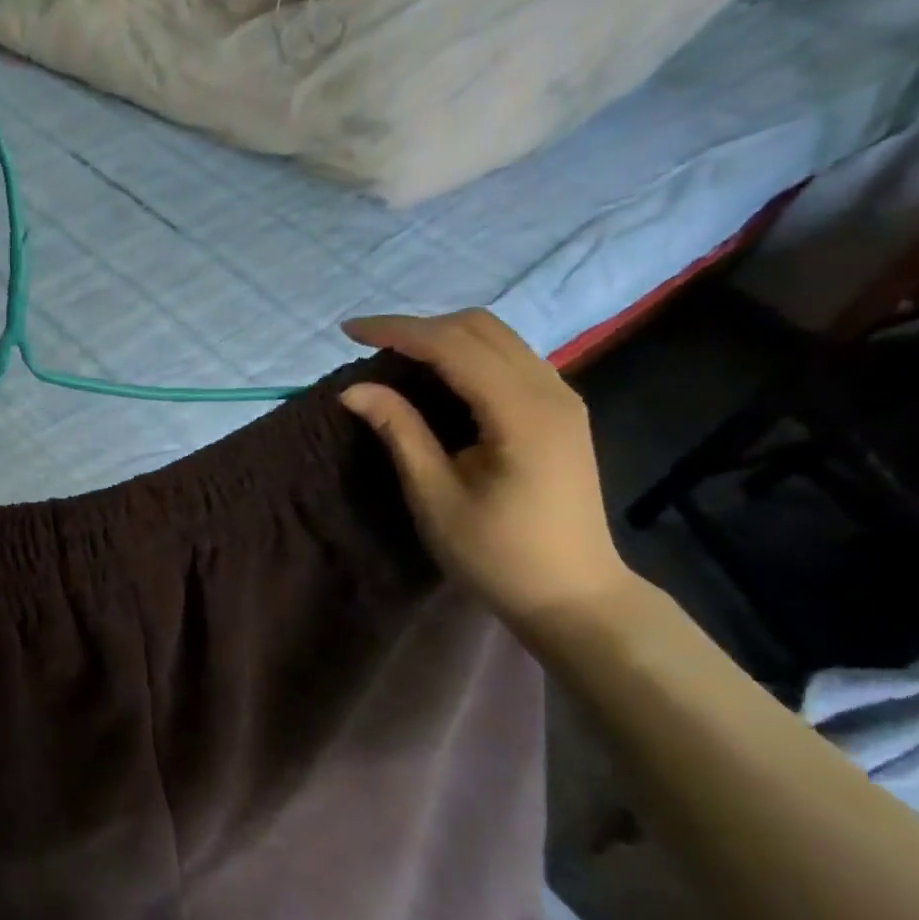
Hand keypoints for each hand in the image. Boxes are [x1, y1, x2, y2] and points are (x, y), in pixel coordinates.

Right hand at [339, 309, 633, 629]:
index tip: (347, 332)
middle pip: (480, 328)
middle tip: (367, 345)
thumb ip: (400, 432)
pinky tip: (436, 376)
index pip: (452, 346)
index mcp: (521, 413)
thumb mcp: (435, 495)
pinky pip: (509, 359)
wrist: (571, 593)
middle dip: (418, 326)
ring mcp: (562, 398)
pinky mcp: (560, 411)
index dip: (397, 331)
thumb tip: (354, 389)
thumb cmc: (496, 554)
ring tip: (394, 357)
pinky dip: (466, 354)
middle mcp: (551, 391)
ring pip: (498, 338)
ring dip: (442, 337)